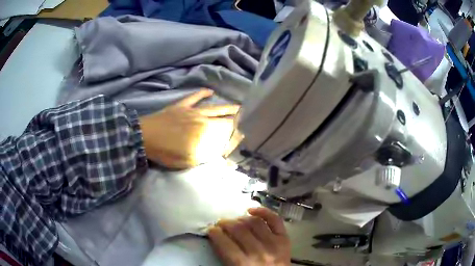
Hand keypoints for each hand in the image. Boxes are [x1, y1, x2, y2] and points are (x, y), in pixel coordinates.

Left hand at [140, 89, 241, 168]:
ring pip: (213, 107)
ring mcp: (192, 111)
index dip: (237, 135)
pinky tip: (210, 91)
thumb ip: (207, 156)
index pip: (226, 133)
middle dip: (237, 119)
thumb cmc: (166, 152)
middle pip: (223, 119)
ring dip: (227, 107)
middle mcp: (202, 120)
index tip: (245, 136)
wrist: (145, 137)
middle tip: (248, 118)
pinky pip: (194, 97)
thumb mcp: (188, 161)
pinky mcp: (181, 106)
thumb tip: (222, 154)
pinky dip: (202, 93)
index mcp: (205, 134)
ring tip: (238, 106)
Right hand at [208, 207, 290, 265]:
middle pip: (239, 230)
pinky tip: (252, 210)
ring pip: (254, 222)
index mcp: (243, 264)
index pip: (224, 243)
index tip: (211, 230)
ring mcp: (274, 244)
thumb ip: (226, 256)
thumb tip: (217, 237)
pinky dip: (264, 212)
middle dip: (225, 224)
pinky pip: (275, 220)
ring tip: (235, 221)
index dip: (214, 233)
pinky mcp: (285, 239)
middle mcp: (259, 252)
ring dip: (240, 219)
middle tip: (220, 224)